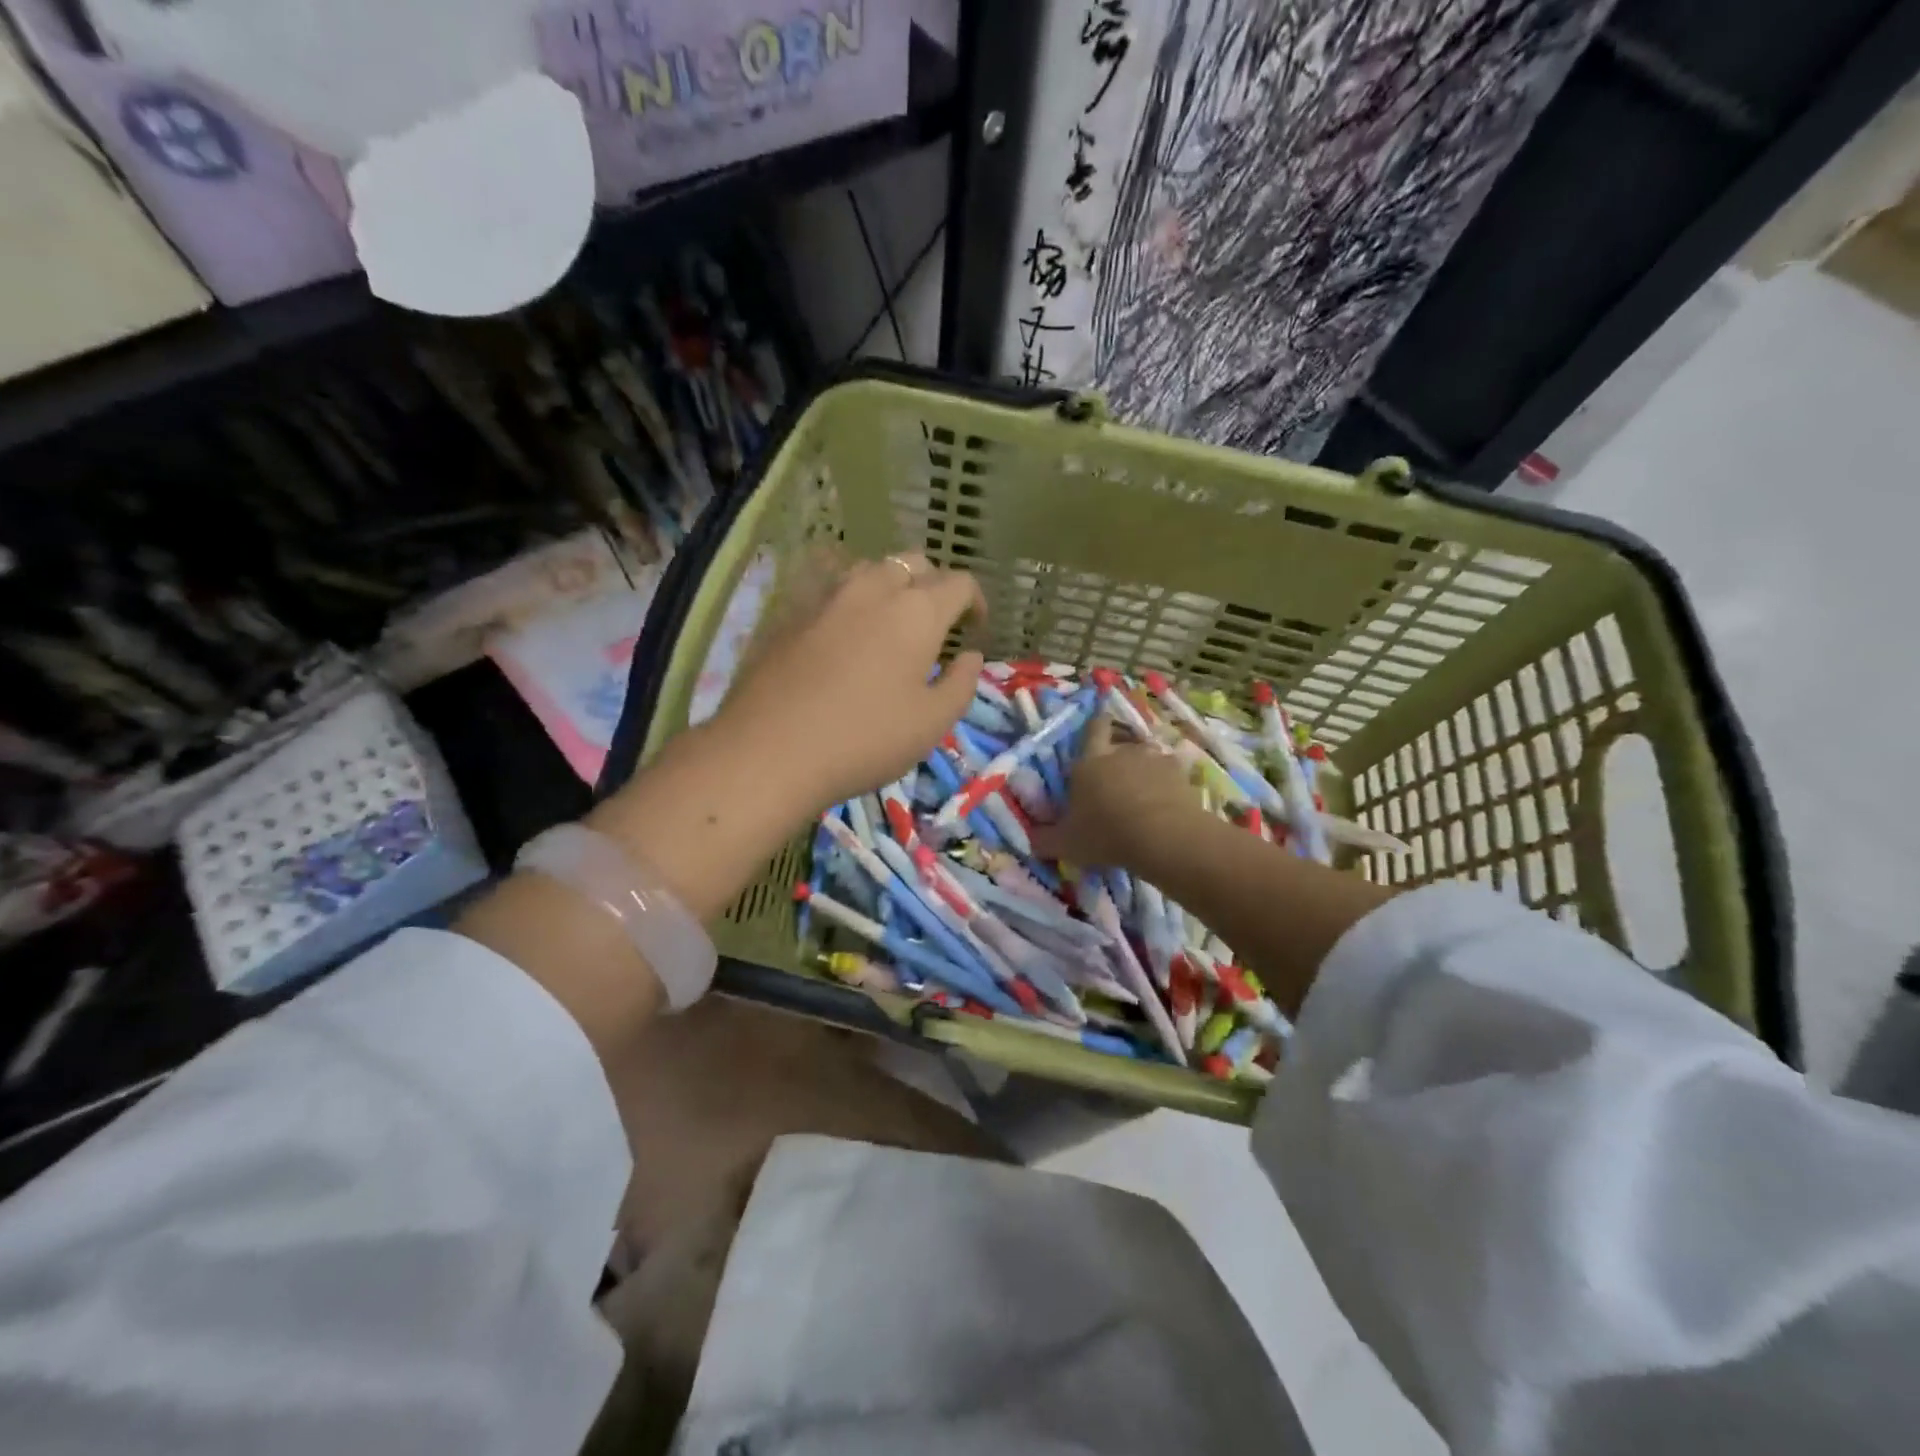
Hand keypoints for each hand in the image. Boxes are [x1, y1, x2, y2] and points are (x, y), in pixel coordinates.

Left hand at [712, 553, 985, 810]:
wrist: (769, 750)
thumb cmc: (865, 739)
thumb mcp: (932, 724)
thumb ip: (961, 685)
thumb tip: (970, 657)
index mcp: (916, 611)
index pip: (958, 583)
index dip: (975, 601)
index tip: (974, 628)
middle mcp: (872, 589)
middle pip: (913, 564)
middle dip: (933, 585)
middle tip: (936, 623)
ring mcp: (826, 598)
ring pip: (869, 570)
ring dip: (890, 586)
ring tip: (891, 622)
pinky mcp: (790, 614)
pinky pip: (832, 592)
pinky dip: (852, 604)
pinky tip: (845, 638)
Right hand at [1032, 715, 1202, 868]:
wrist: (1163, 837)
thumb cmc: (1106, 834)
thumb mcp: (1066, 844)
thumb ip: (1045, 839)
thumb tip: (1031, 840)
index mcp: (1089, 762)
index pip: (1092, 729)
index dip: (1095, 724)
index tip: (1098, 724)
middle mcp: (1122, 752)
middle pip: (1121, 741)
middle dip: (1119, 754)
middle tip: (1116, 774)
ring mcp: (1155, 760)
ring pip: (1148, 756)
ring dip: (1145, 768)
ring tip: (1145, 790)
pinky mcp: (1181, 775)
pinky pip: (1172, 774)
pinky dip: (1169, 784)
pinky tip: (1168, 802)